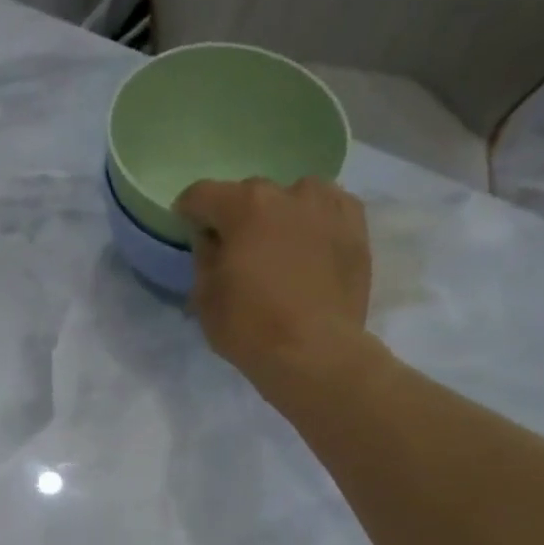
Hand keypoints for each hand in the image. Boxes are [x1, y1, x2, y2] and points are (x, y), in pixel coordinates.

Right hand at [174, 177, 378, 386]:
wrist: (314, 351)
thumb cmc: (249, 327)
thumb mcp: (205, 298)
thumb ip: (204, 257)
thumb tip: (210, 239)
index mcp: (245, 206)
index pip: (203, 194)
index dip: (188, 211)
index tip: (187, 229)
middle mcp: (289, 193)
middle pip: (251, 195)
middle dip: (238, 217)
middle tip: (236, 250)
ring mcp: (328, 206)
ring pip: (294, 198)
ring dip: (280, 215)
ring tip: (278, 248)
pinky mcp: (356, 226)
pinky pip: (328, 211)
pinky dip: (313, 223)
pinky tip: (309, 249)